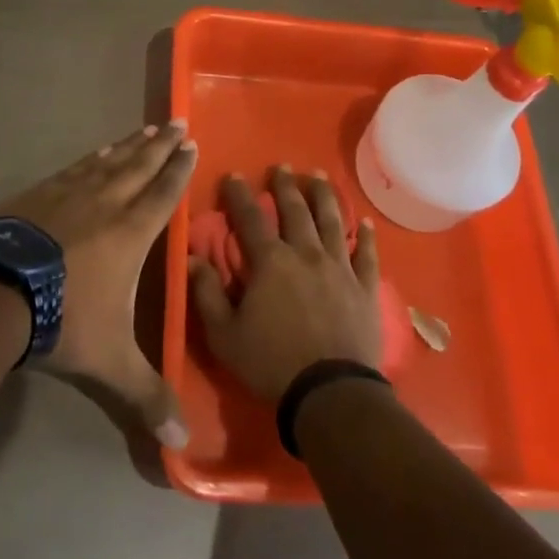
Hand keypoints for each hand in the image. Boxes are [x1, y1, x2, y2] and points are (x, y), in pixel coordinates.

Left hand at [0, 121, 197, 447]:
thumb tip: (181, 447)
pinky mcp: (38, 194)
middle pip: (140, 167)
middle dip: (161, 147)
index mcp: (130, 233)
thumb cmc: (62, 320)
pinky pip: (75, 168)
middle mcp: (105, 204)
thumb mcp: (110, 363)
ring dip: (129, 146)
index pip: (163, 195)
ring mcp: (68, 194)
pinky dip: (91, 158)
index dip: (179, 171)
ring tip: (145, 130)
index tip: (192, 146)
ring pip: (108, 162)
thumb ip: (147, 397)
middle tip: (177, 124)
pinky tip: (95, 153)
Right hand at [190, 167, 383, 400]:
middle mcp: (306, 254)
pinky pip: (368, 255)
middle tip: (282, 166)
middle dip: (286, 185)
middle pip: (296, 210)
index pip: (251, 218)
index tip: (234, 175)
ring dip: (325, 196)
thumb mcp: (224, 334)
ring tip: (319, 177)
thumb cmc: (270, 363)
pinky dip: (366, 237)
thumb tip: (191, 258)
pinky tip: (365, 223)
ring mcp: (340, 268)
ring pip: (333, 221)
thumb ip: (207, 292)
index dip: (240, 195)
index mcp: (271, 261)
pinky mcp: (365, 287)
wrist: (330, 392)